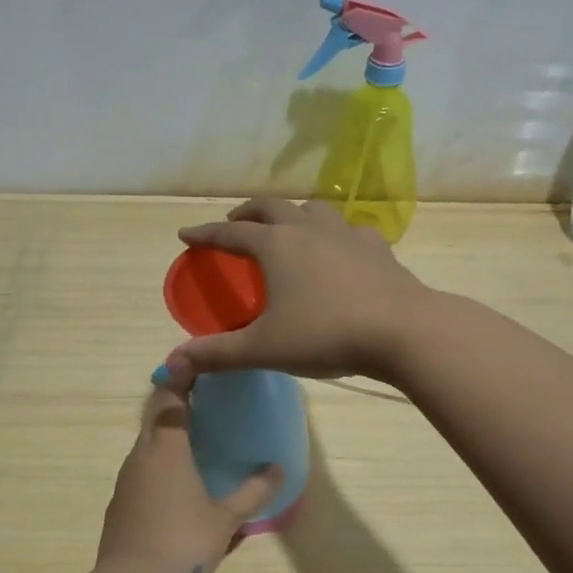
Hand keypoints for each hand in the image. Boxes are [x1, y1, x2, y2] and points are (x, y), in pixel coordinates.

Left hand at [98, 380, 278, 572]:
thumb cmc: (182, 542)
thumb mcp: (225, 519)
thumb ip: (253, 493)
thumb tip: (279, 469)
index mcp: (166, 448)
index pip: (170, 398)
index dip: (181, 376)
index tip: (194, 361)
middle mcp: (141, 456)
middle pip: (156, 419)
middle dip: (176, 405)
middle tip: (203, 399)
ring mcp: (125, 481)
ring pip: (146, 447)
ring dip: (166, 438)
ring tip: (193, 441)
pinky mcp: (118, 506)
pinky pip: (140, 472)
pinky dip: (157, 466)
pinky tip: (174, 486)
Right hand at [163, 198, 429, 385]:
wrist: (402, 331)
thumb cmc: (325, 335)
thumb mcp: (264, 348)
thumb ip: (216, 354)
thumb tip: (170, 364)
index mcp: (276, 246)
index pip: (231, 233)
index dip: (206, 234)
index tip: (186, 234)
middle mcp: (308, 229)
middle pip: (271, 208)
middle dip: (247, 213)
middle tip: (235, 223)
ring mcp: (346, 234)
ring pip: (313, 209)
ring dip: (292, 214)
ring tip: (287, 227)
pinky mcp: (377, 247)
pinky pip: (349, 230)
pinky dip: (335, 233)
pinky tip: (340, 248)